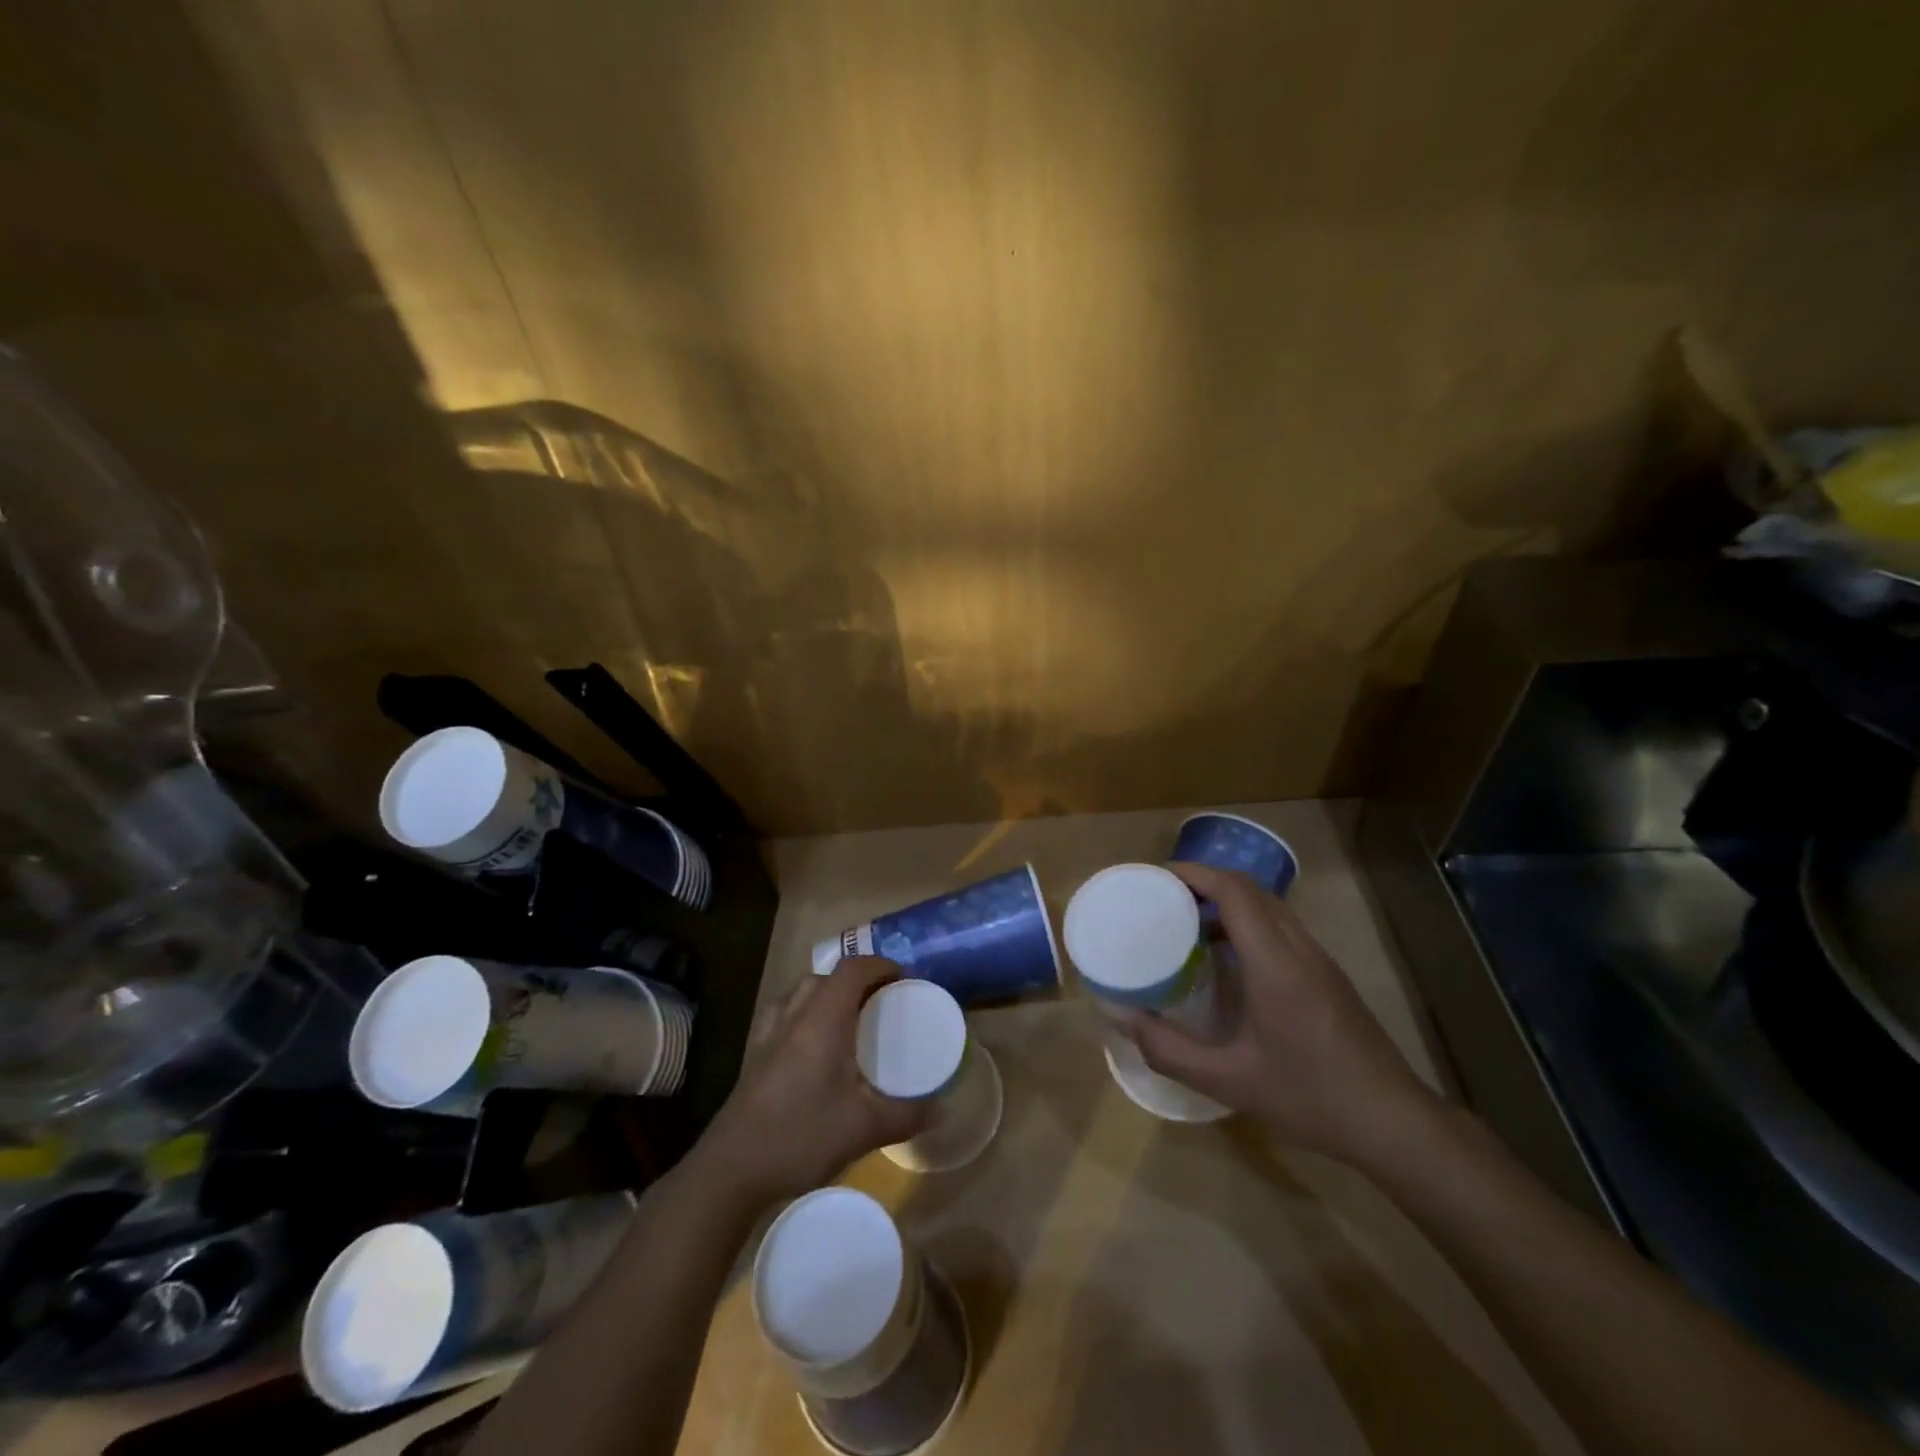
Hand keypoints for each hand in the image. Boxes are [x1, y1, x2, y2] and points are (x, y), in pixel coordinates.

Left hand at [695, 957, 927, 1206]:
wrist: (730, 1170)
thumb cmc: (800, 1137)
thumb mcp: (863, 1129)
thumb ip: (906, 1116)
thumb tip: (942, 1110)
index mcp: (822, 1020)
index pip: (852, 969)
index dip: (880, 965)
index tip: (904, 979)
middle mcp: (794, 1016)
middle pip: (826, 976)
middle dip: (856, 980)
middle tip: (881, 1003)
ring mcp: (768, 1035)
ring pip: (800, 993)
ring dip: (827, 994)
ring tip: (849, 1020)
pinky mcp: (754, 1056)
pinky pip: (783, 1015)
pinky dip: (804, 1014)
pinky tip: (812, 1047)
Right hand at [1121, 863, 1441, 1168]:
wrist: (1394, 1123)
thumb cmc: (1309, 1098)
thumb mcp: (1228, 1081)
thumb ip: (1168, 1050)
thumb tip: (1120, 1018)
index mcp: (1275, 963)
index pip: (1234, 891)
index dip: (1194, 873)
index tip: (1156, 877)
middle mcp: (1299, 949)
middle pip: (1251, 890)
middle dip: (1206, 882)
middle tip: (1165, 898)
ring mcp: (1320, 960)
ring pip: (1270, 906)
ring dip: (1228, 901)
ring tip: (1189, 924)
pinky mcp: (1329, 975)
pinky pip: (1282, 927)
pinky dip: (1248, 922)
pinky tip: (1228, 960)